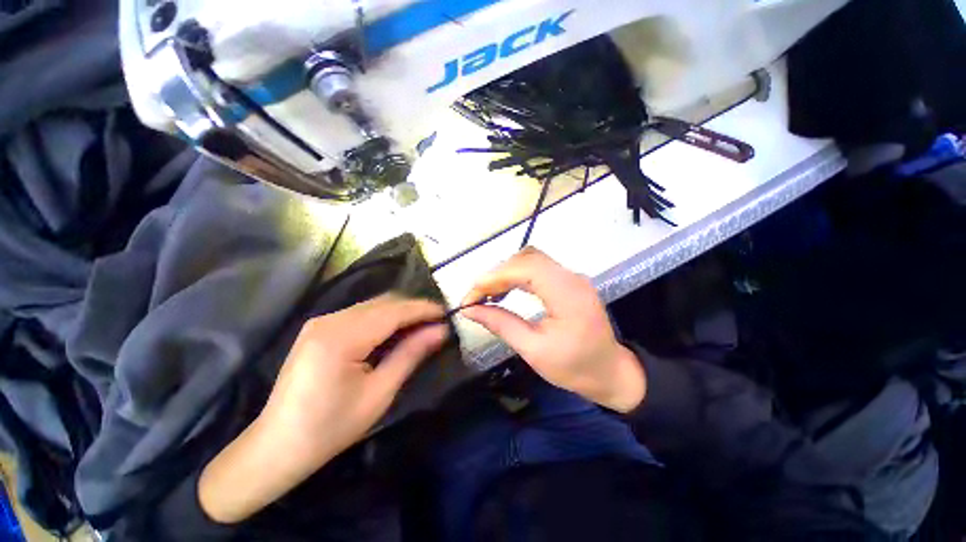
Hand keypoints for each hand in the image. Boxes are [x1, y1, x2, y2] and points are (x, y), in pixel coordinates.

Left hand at [199, 295, 447, 523]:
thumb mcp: (379, 393)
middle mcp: (330, 320)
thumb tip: (441, 331)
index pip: (394, 311)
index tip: (447, 313)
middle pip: (384, 303)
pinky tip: (395, 331)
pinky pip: (361, 313)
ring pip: (373, 305)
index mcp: (342, 337)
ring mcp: (322, 321)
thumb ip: (411, 354)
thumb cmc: (331, 428)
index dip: (424, 309)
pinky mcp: (320, 328)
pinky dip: (384, 318)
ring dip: (400, 312)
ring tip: (422, 326)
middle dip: (414, 309)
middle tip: (437, 322)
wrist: (277, 446)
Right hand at [461, 247, 645, 412]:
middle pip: (527, 259)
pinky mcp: (568, 281)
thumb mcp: (533, 351)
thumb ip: (501, 324)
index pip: (525, 268)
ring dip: (505, 273)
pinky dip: (517, 276)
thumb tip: (469, 310)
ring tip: (486, 294)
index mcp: (567, 294)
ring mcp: (571, 276)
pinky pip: (537, 268)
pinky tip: (505, 290)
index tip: (470, 296)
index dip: (493, 278)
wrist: (610, 372)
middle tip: (476, 297)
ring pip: (531, 260)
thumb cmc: (575, 368)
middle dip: (496, 274)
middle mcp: (571, 277)